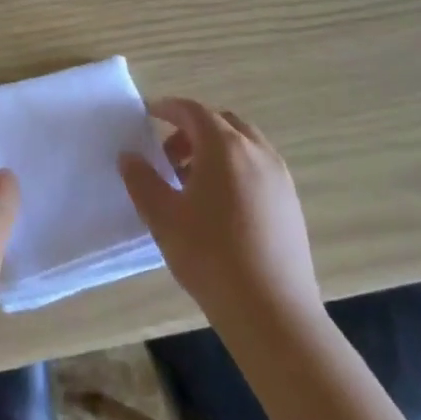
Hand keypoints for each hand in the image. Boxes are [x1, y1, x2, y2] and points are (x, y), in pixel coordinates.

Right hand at [119, 98, 322, 332]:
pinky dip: (236, 168)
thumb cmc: (210, 255)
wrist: (271, 310)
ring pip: (244, 145)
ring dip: (215, 150)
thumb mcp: (162, 216)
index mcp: (224, 147)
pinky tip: (220, 206)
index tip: (149, 114)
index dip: (168, 108)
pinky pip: (259, 167)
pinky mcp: (291, 203)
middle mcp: (257, 152)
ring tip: (192, 183)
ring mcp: (280, 177)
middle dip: (192, 130)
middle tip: (168, 155)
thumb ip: (141, 180)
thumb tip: (129, 156)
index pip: (193, 111)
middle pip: (222, 123)